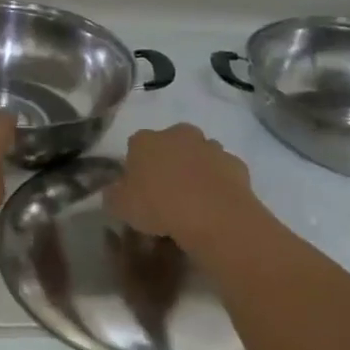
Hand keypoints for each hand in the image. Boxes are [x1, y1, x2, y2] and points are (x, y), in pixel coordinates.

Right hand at [109, 124, 256, 250]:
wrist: (215, 215)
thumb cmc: (160, 206)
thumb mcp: (121, 207)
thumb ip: (114, 195)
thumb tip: (115, 191)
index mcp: (146, 140)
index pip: (135, 146)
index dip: (135, 168)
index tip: (137, 190)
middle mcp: (178, 134)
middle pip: (169, 144)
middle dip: (168, 162)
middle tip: (166, 194)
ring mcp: (210, 146)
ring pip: (198, 155)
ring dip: (195, 170)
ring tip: (193, 202)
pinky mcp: (235, 163)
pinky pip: (222, 172)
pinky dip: (218, 183)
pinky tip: (215, 205)